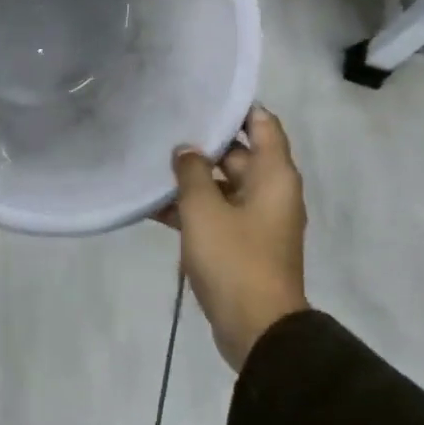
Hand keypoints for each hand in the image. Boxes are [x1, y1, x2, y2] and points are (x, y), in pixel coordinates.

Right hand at [163, 106, 308, 371]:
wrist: (256, 328)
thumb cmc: (234, 260)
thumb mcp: (204, 210)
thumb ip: (191, 172)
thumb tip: (186, 150)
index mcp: (274, 176)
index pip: (262, 124)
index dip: (234, 108)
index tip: (199, 96)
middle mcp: (270, 192)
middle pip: (237, 154)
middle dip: (201, 144)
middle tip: (161, 129)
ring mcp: (256, 220)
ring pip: (221, 186)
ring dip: (191, 180)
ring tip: (149, 164)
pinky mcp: (241, 244)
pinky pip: (215, 214)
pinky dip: (191, 209)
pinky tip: (151, 205)